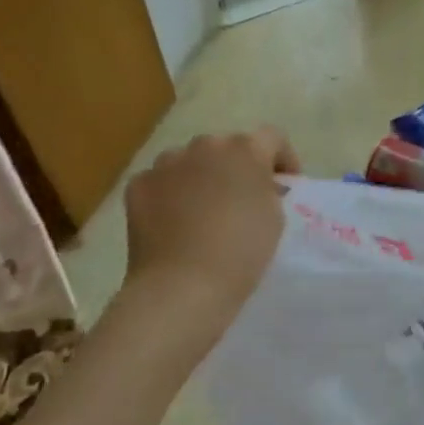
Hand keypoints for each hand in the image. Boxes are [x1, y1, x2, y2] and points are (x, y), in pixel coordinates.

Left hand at [114, 128, 300, 359]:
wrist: (182, 287)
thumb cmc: (241, 252)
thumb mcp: (275, 217)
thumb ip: (268, 189)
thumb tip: (257, 186)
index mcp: (245, 149)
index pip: (272, 137)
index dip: (282, 158)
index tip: (285, 185)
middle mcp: (205, 145)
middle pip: (227, 147)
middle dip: (237, 167)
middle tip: (241, 199)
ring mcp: (166, 163)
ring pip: (190, 161)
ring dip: (201, 176)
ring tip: (202, 210)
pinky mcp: (138, 185)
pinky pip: (161, 182)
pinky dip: (169, 195)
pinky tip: (173, 222)